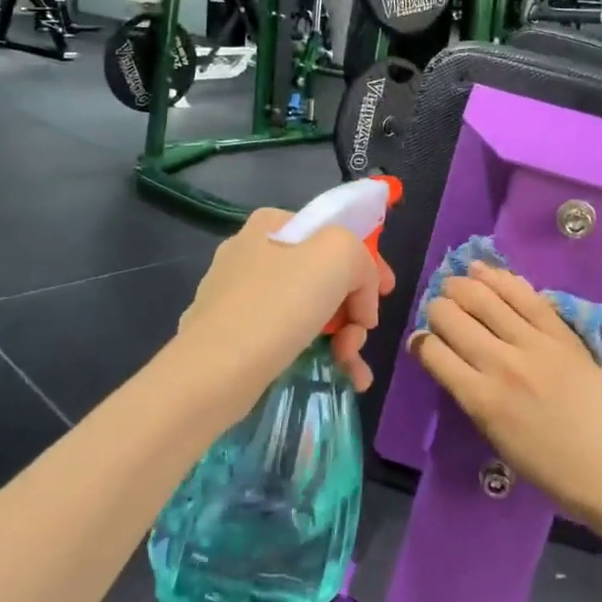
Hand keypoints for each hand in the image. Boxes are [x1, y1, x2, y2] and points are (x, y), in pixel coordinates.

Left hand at [178, 208, 394, 418]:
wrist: (214, 371)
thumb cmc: (279, 304)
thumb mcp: (339, 255)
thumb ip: (362, 259)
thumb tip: (359, 298)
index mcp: (274, 223)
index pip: (336, 234)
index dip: (368, 264)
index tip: (387, 294)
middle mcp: (252, 251)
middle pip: (326, 275)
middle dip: (354, 308)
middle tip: (361, 336)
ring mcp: (238, 294)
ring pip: (310, 309)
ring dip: (342, 336)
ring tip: (352, 368)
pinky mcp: (232, 334)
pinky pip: (288, 336)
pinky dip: (317, 352)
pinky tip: (341, 378)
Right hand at [410, 263, 601, 530]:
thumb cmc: (557, 472)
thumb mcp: (499, 441)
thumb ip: (475, 398)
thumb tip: (457, 366)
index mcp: (481, 400)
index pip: (433, 352)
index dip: (420, 342)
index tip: (423, 342)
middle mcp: (501, 363)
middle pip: (451, 316)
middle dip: (437, 309)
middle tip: (440, 312)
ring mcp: (534, 343)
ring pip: (483, 295)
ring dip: (461, 285)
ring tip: (455, 282)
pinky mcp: (562, 332)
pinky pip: (524, 294)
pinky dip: (499, 278)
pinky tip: (484, 270)